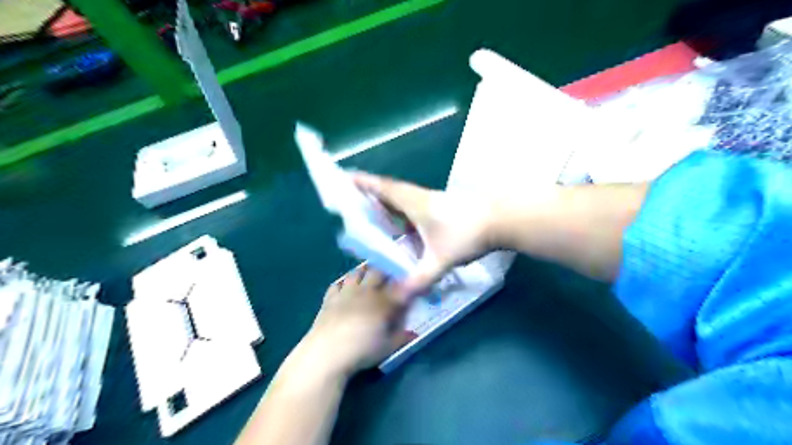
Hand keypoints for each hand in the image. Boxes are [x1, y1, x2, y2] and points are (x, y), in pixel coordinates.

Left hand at [302, 266, 414, 377]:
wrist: (326, 353)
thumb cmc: (362, 351)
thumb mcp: (389, 346)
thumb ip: (402, 335)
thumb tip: (412, 331)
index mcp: (383, 301)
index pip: (399, 285)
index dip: (407, 283)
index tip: (411, 283)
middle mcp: (366, 291)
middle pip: (378, 272)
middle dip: (386, 272)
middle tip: (390, 278)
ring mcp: (346, 292)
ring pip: (357, 272)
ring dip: (365, 272)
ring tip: (369, 278)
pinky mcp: (329, 298)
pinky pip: (338, 283)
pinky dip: (344, 283)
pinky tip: (346, 288)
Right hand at [354, 173, 492, 296]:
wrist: (501, 221)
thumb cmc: (467, 234)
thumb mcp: (441, 259)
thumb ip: (420, 279)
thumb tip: (399, 296)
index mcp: (415, 203)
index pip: (384, 189)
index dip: (365, 183)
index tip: (346, 177)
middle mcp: (422, 198)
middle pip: (391, 191)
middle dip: (372, 193)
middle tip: (354, 200)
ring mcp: (434, 202)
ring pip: (404, 200)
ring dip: (389, 203)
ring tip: (374, 214)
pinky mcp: (444, 209)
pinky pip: (415, 208)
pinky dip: (403, 213)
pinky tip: (404, 228)